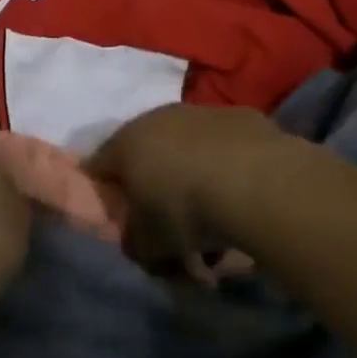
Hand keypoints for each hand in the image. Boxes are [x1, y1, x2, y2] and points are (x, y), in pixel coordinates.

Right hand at [86, 103, 319, 271]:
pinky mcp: (240, 116)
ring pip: (186, 146)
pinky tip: (242, 193)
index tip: (120, 217)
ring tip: (214, 213)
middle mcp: (156, 118)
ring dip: (191, 173)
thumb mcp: (150, 244)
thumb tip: (138, 241)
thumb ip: (135, 243)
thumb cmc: (187, 211)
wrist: (259, 182)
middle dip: (152, 184)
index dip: (104, 193)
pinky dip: (226, 165)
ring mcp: (200, 113)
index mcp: (125, 143)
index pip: (97, 166)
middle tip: (168, 218)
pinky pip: (223, 146)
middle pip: (144, 153)